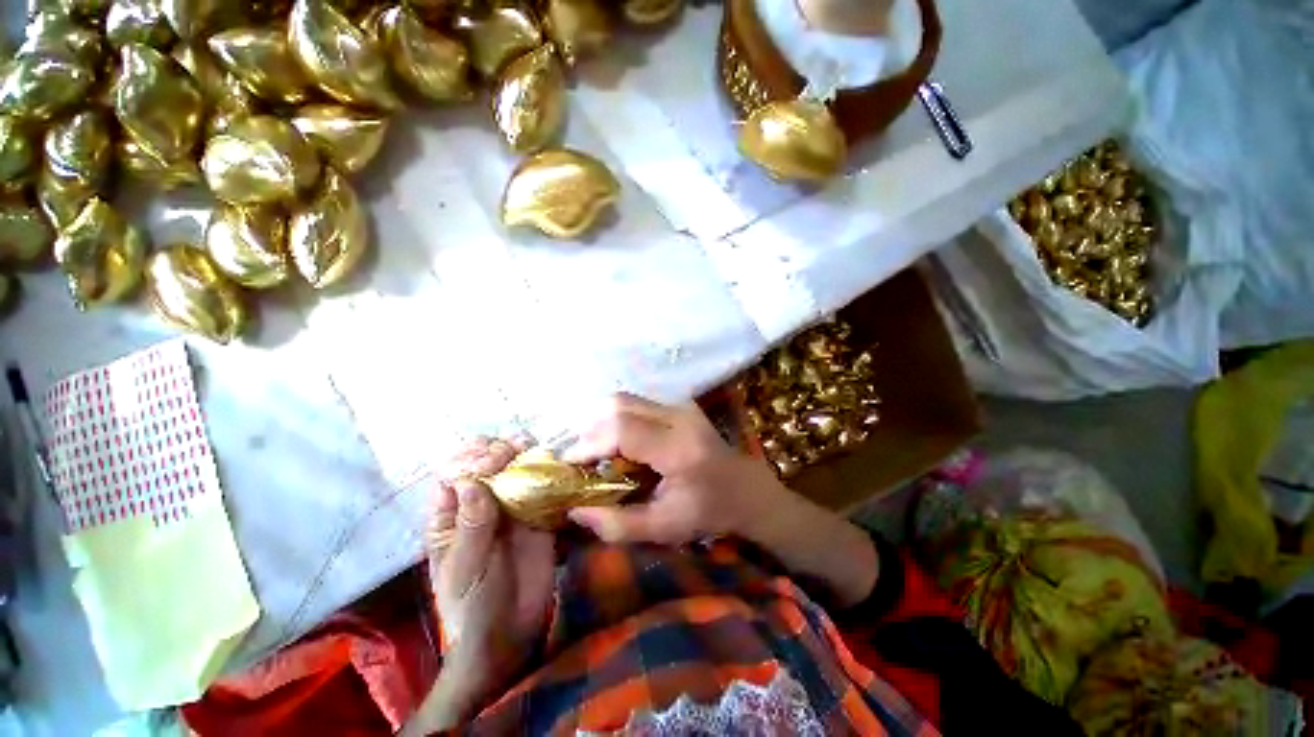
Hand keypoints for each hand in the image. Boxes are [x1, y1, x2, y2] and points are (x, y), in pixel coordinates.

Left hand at [404, 439, 554, 734]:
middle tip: (513, 449)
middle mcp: (480, 505)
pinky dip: (545, 471)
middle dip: (496, 452)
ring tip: (529, 444)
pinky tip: (551, 460)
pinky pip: (540, 486)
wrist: (509, 631)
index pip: (455, 475)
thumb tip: (472, 482)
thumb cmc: (472, 604)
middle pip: (485, 467)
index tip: (489, 459)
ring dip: (521, 454)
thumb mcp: (464, 568)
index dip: (470, 460)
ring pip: (513, 471)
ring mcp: (510, 508)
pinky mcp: (537, 514)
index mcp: (450, 517)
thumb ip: (470, 526)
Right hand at [564, 393, 789, 544]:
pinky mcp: (680, 404)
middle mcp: (679, 417)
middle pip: (620, 405)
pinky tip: (617, 441)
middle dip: (591, 429)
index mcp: (678, 449)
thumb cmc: (709, 512)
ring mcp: (681, 406)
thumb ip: (618, 524)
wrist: (746, 488)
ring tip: (595, 450)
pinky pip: (638, 403)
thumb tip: (575, 511)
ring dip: (603, 421)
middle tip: (580, 456)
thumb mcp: (664, 528)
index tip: (569, 463)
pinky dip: (618, 418)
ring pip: (626, 400)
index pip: (622, 430)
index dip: (589, 443)